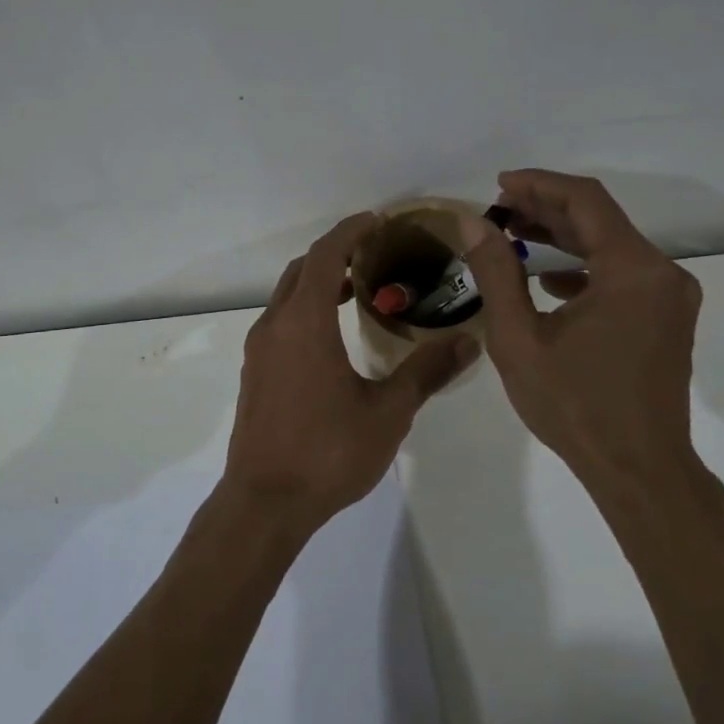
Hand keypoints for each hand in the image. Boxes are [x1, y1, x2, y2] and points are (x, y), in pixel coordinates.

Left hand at [225, 213, 477, 533]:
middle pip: (302, 270)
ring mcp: (259, 351)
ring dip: (319, 283)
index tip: (376, 221)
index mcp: (305, 323)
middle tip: (372, 253)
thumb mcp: (388, 412)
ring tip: (358, 289)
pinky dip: (306, 309)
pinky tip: (332, 336)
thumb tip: (467, 342)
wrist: (265, 503)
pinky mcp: (255, 373)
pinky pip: (280, 322)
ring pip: (287, 297)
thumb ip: (426, 372)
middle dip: (334, 253)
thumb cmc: (328, 452)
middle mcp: (275, 326)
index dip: (349, 232)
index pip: (324, 257)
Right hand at [464, 169, 703, 485]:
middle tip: (498, 209)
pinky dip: (583, 266)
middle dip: (547, 209)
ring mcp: (669, 297)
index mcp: (632, 270)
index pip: (585, 201)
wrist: (639, 470)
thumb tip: (474, 222)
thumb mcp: (519, 338)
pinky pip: (622, 274)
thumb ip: (497, 273)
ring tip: (514, 234)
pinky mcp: (666, 318)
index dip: (539, 185)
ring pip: (611, 246)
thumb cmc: (575, 406)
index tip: (499, 184)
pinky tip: (547, 278)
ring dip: (563, 236)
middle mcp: (661, 273)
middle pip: (600, 219)